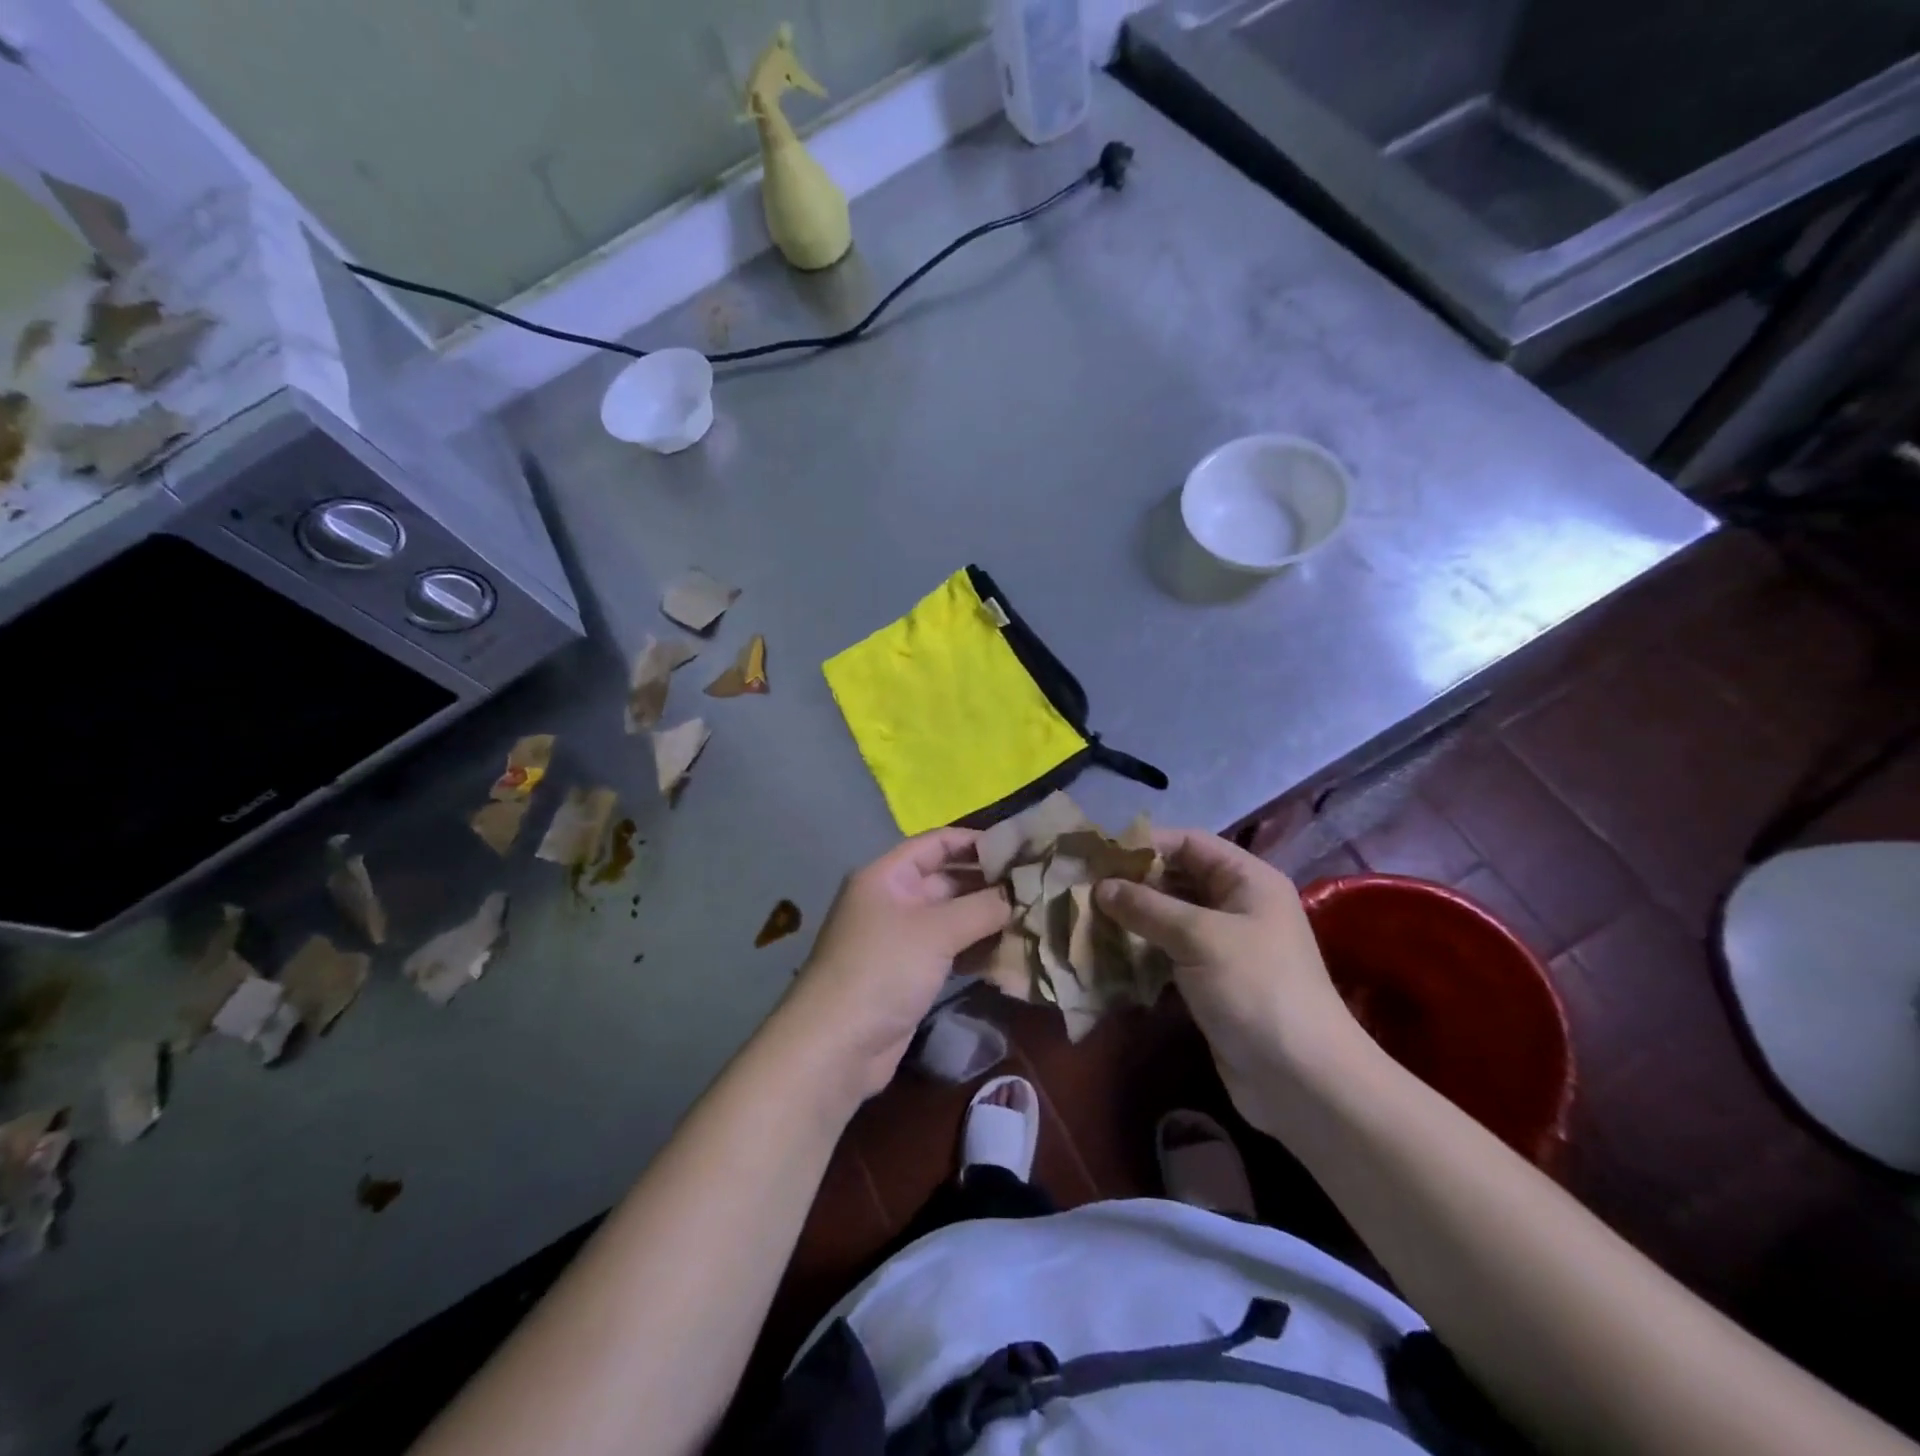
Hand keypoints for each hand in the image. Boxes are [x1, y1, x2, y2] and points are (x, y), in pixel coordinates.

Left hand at [777, 829, 1011, 1105]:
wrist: (837, 1046)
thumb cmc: (883, 970)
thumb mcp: (936, 930)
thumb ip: (982, 907)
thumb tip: (1021, 893)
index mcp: (888, 876)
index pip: (937, 843)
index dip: (976, 841)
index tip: (1021, 848)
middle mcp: (894, 900)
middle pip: (947, 880)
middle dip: (989, 883)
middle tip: (1037, 886)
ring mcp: (901, 938)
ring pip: (952, 918)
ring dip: (988, 918)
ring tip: (1034, 916)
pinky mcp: (910, 973)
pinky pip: (950, 949)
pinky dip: (977, 948)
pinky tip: (1011, 951)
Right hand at [1096, 831, 1370, 1131]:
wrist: (1302, 1080)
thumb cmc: (1255, 988)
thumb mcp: (1199, 937)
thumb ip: (1147, 906)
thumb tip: (1101, 886)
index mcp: (1247, 879)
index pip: (1188, 842)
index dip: (1144, 844)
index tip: (1097, 854)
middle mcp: (1237, 904)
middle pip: (1177, 877)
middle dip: (1132, 882)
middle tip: (1083, 888)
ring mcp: (1225, 944)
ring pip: (1169, 916)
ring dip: (1132, 917)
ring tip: (1086, 917)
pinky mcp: (1211, 980)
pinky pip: (1169, 951)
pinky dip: (1141, 949)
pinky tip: (1107, 952)